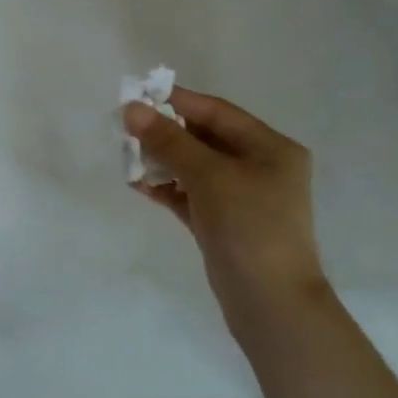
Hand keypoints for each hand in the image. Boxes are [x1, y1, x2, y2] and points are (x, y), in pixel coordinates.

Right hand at [123, 89, 327, 338]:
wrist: (271, 303)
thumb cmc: (249, 227)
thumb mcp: (209, 176)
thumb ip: (169, 141)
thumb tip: (132, 108)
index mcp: (270, 148)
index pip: (217, 112)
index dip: (178, 101)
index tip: (138, 94)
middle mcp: (259, 167)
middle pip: (204, 138)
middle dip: (165, 134)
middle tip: (126, 129)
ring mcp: (242, 197)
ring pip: (194, 168)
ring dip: (162, 161)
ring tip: (127, 158)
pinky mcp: (223, 223)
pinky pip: (190, 195)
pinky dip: (167, 188)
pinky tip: (138, 185)